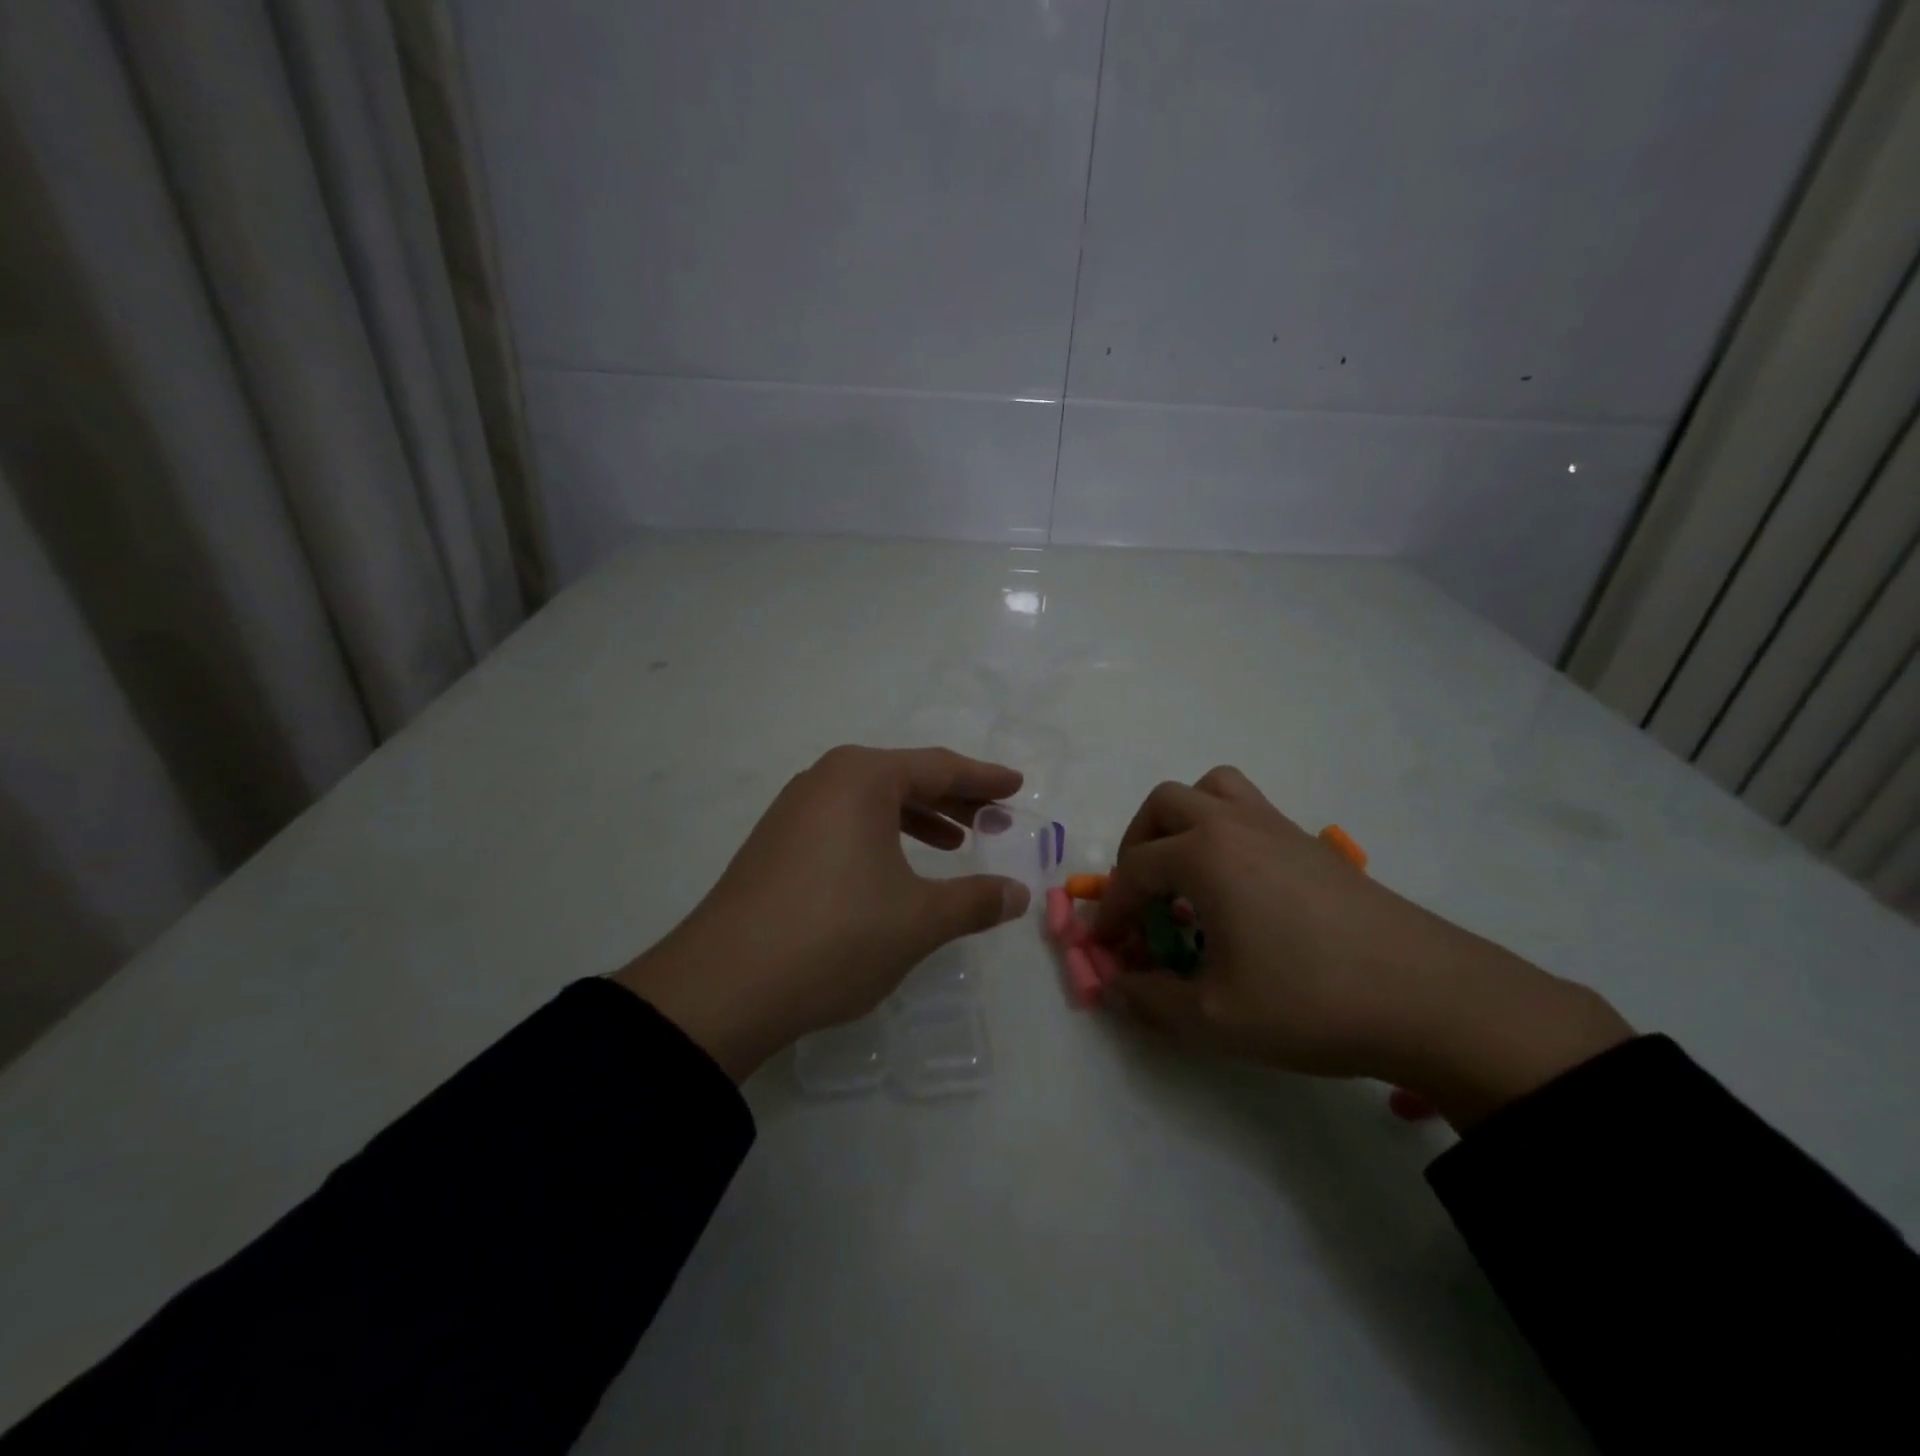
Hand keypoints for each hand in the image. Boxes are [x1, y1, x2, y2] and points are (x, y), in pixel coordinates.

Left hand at [614, 746, 1030, 1080]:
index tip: (1017, 785)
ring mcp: (793, 810)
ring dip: (918, 817)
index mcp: (862, 778)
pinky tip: (896, 868)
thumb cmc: (836, 935)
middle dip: (954, 797)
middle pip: (905, 777)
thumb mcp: (919, 920)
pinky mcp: (776, 843)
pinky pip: (844, 822)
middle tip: (994, 817)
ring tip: (953, 842)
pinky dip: (881, 835)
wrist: (725, 985)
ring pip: (872, 801)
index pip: (939, 767)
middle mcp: (825, 779)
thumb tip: (1018, 894)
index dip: (984, 778)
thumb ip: (975, 901)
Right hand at [1094, 767, 1632, 1128]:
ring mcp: (1280, 828)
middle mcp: (1235, 825)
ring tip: (1185, 873)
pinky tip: (1239, 890)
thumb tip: (1116, 988)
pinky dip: (1224, 833)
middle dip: (1138, 846)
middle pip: (1165, 804)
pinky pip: (1251, 811)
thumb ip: (1150, 1002)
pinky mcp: (1313, 845)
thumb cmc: (1309, 1001)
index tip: (1105, 945)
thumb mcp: (1214, 1018)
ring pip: (1214, 790)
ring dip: (1183, 822)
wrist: (1431, 999)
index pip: (1134, 870)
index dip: (1111, 909)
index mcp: (1204, 854)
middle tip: (1142, 896)